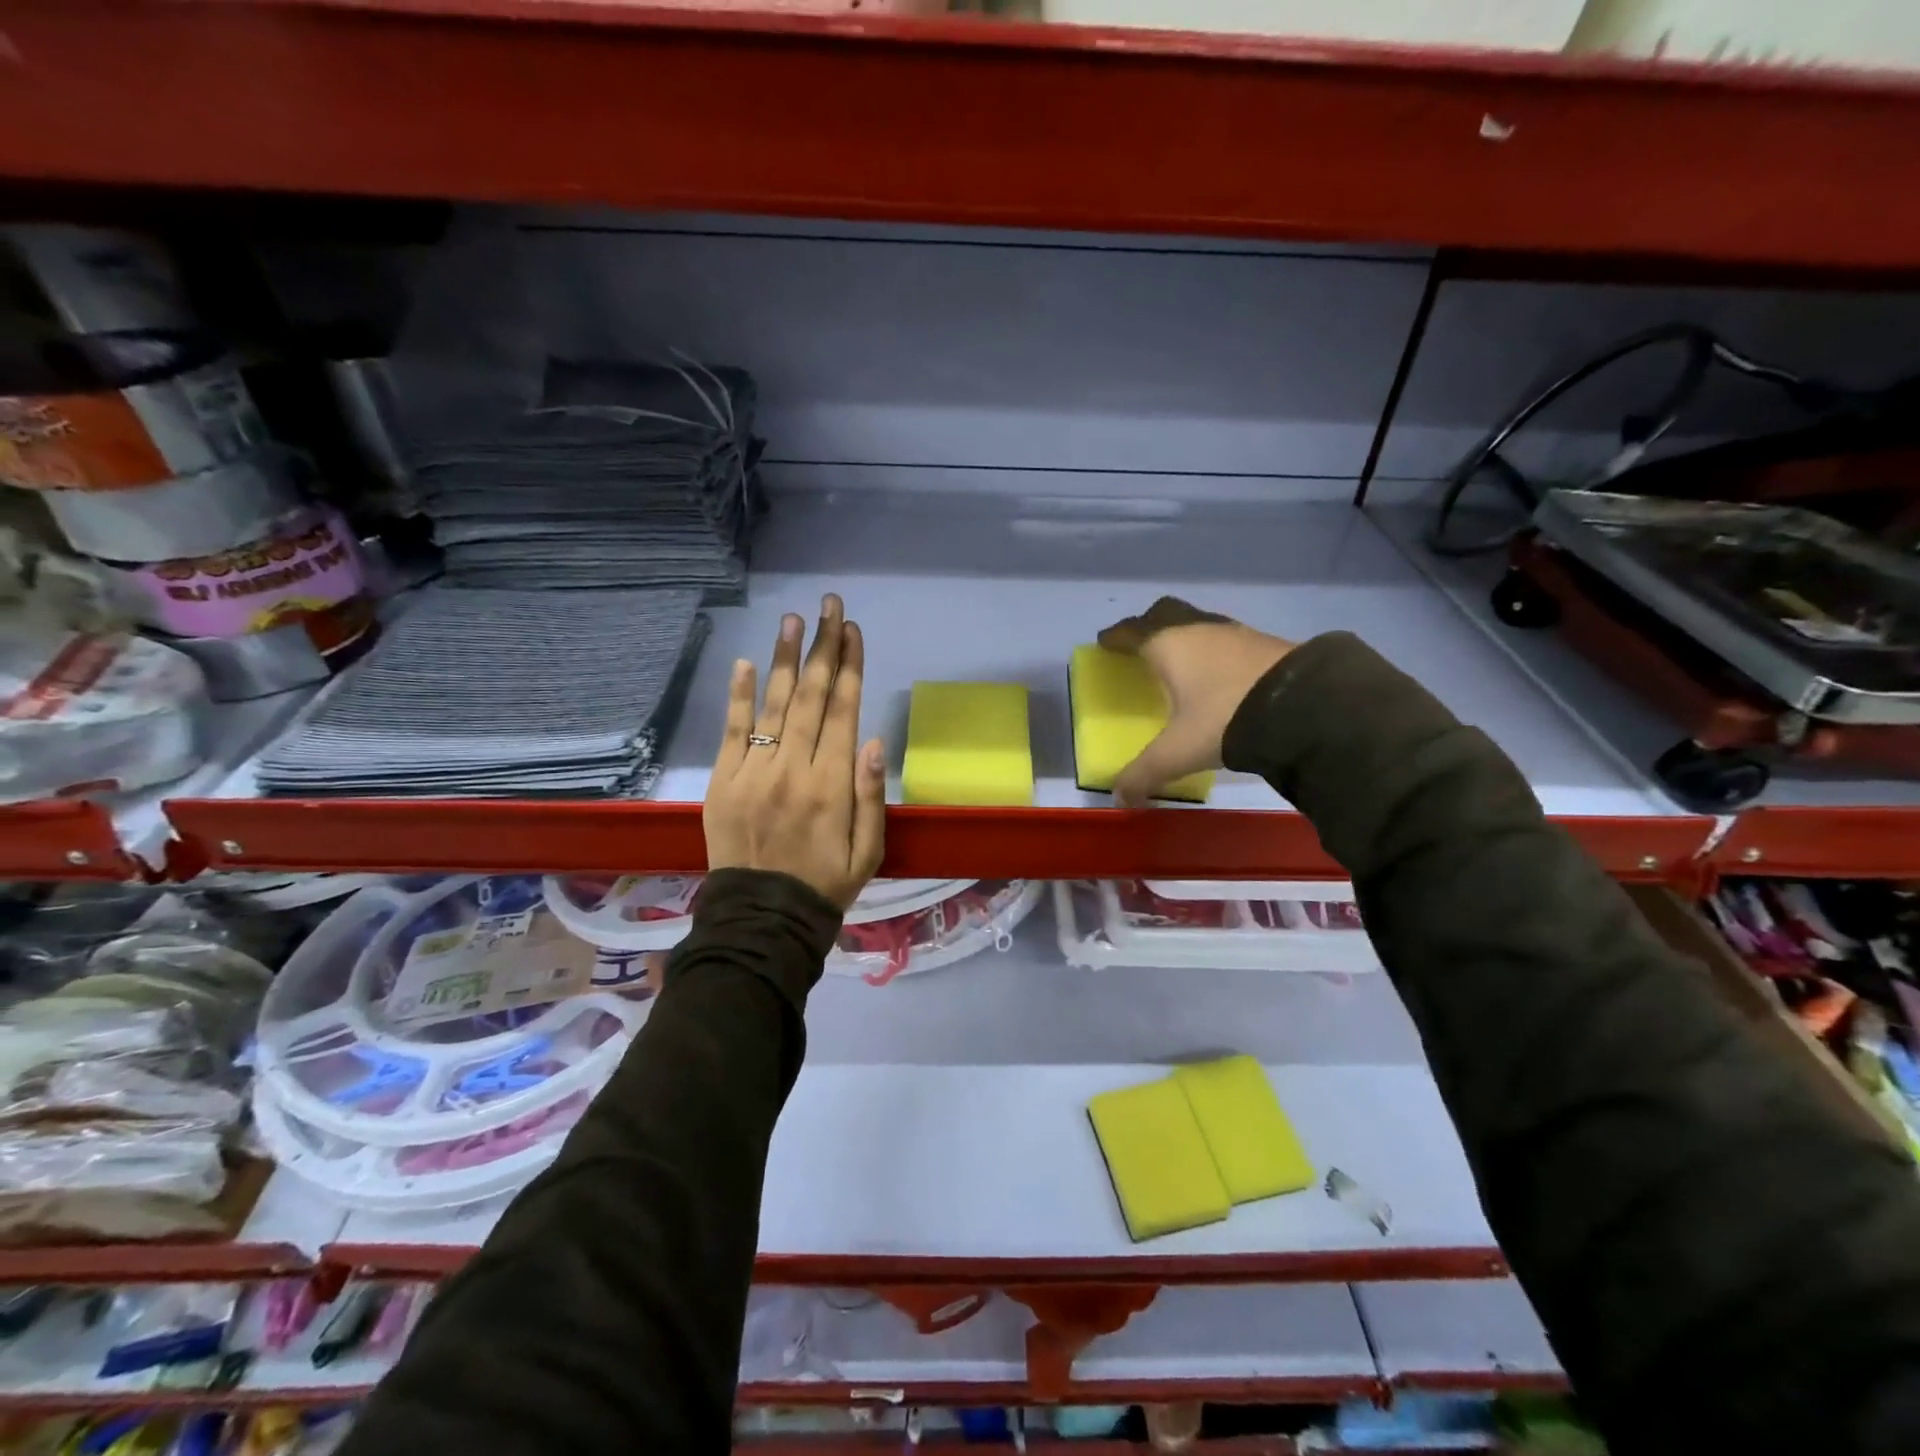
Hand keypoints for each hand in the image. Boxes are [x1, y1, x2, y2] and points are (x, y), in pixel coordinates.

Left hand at [704, 594, 886, 909]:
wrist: (762, 920)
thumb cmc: (825, 884)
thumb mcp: (868, 851)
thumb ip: (871, 795)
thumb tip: (874, 740)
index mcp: (832, 785)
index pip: (844, 711)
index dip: (850, 666)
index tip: (853, 630)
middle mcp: (793, 769)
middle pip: (812, 697)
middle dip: (823, 647)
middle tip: (829, 605)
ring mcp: (754, 773)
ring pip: (774, 705)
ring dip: (786, 659)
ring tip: (794, 619)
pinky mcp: (723, 782)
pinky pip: (733, 732)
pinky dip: (739, 697)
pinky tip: (746, 663)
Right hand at [1097, 596, 1294, 806]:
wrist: (1302, 706)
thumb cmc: (1223, 718)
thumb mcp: (1178, 752)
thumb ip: (1145, 773)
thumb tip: (1120, 798)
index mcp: (1168, 645)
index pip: (1132, 632)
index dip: (1115, 637)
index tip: (1105, 641)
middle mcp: (1198, 629)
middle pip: (1164, 613)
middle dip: (1148, 625)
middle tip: (1140, 644)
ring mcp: (1234, 632)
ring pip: (1198, 623)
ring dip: (1184, 635)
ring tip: (1180, 660)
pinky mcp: (1264, 643)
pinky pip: (1225, 638)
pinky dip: (1213, 649)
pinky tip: (1219, 672)